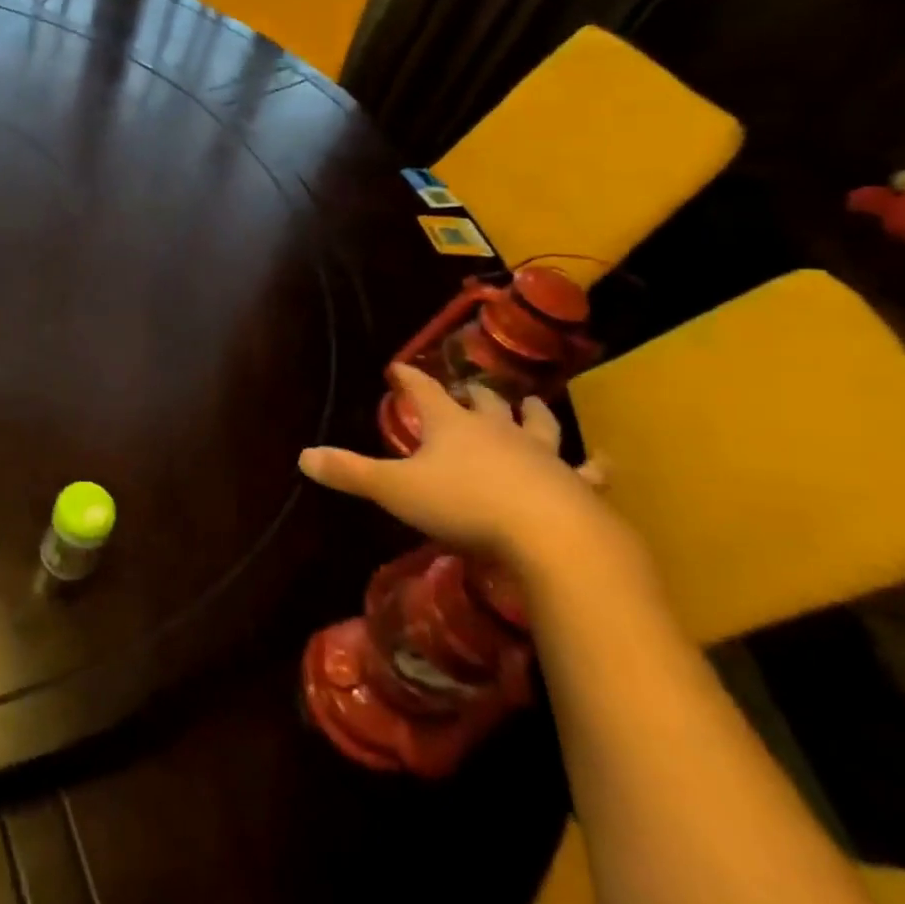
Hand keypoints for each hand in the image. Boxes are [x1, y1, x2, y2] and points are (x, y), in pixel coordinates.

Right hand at [298, 366, 611, 568]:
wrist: (552, 536)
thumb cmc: (465, 505)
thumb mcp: (395, 490)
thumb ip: (350, 472)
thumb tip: (303, 456)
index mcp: (452, 425)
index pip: (424, 391)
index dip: (409, 379)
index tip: (399, 367)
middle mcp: (498, 430)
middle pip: (484, 402)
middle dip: (474, 393)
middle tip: (469, 388)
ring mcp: (541, 455)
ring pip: (536, 424)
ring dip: (531, 414)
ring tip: (531, 404)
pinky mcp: (574, 485)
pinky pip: (585, 471)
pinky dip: (591, 466)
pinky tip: (601, 464)